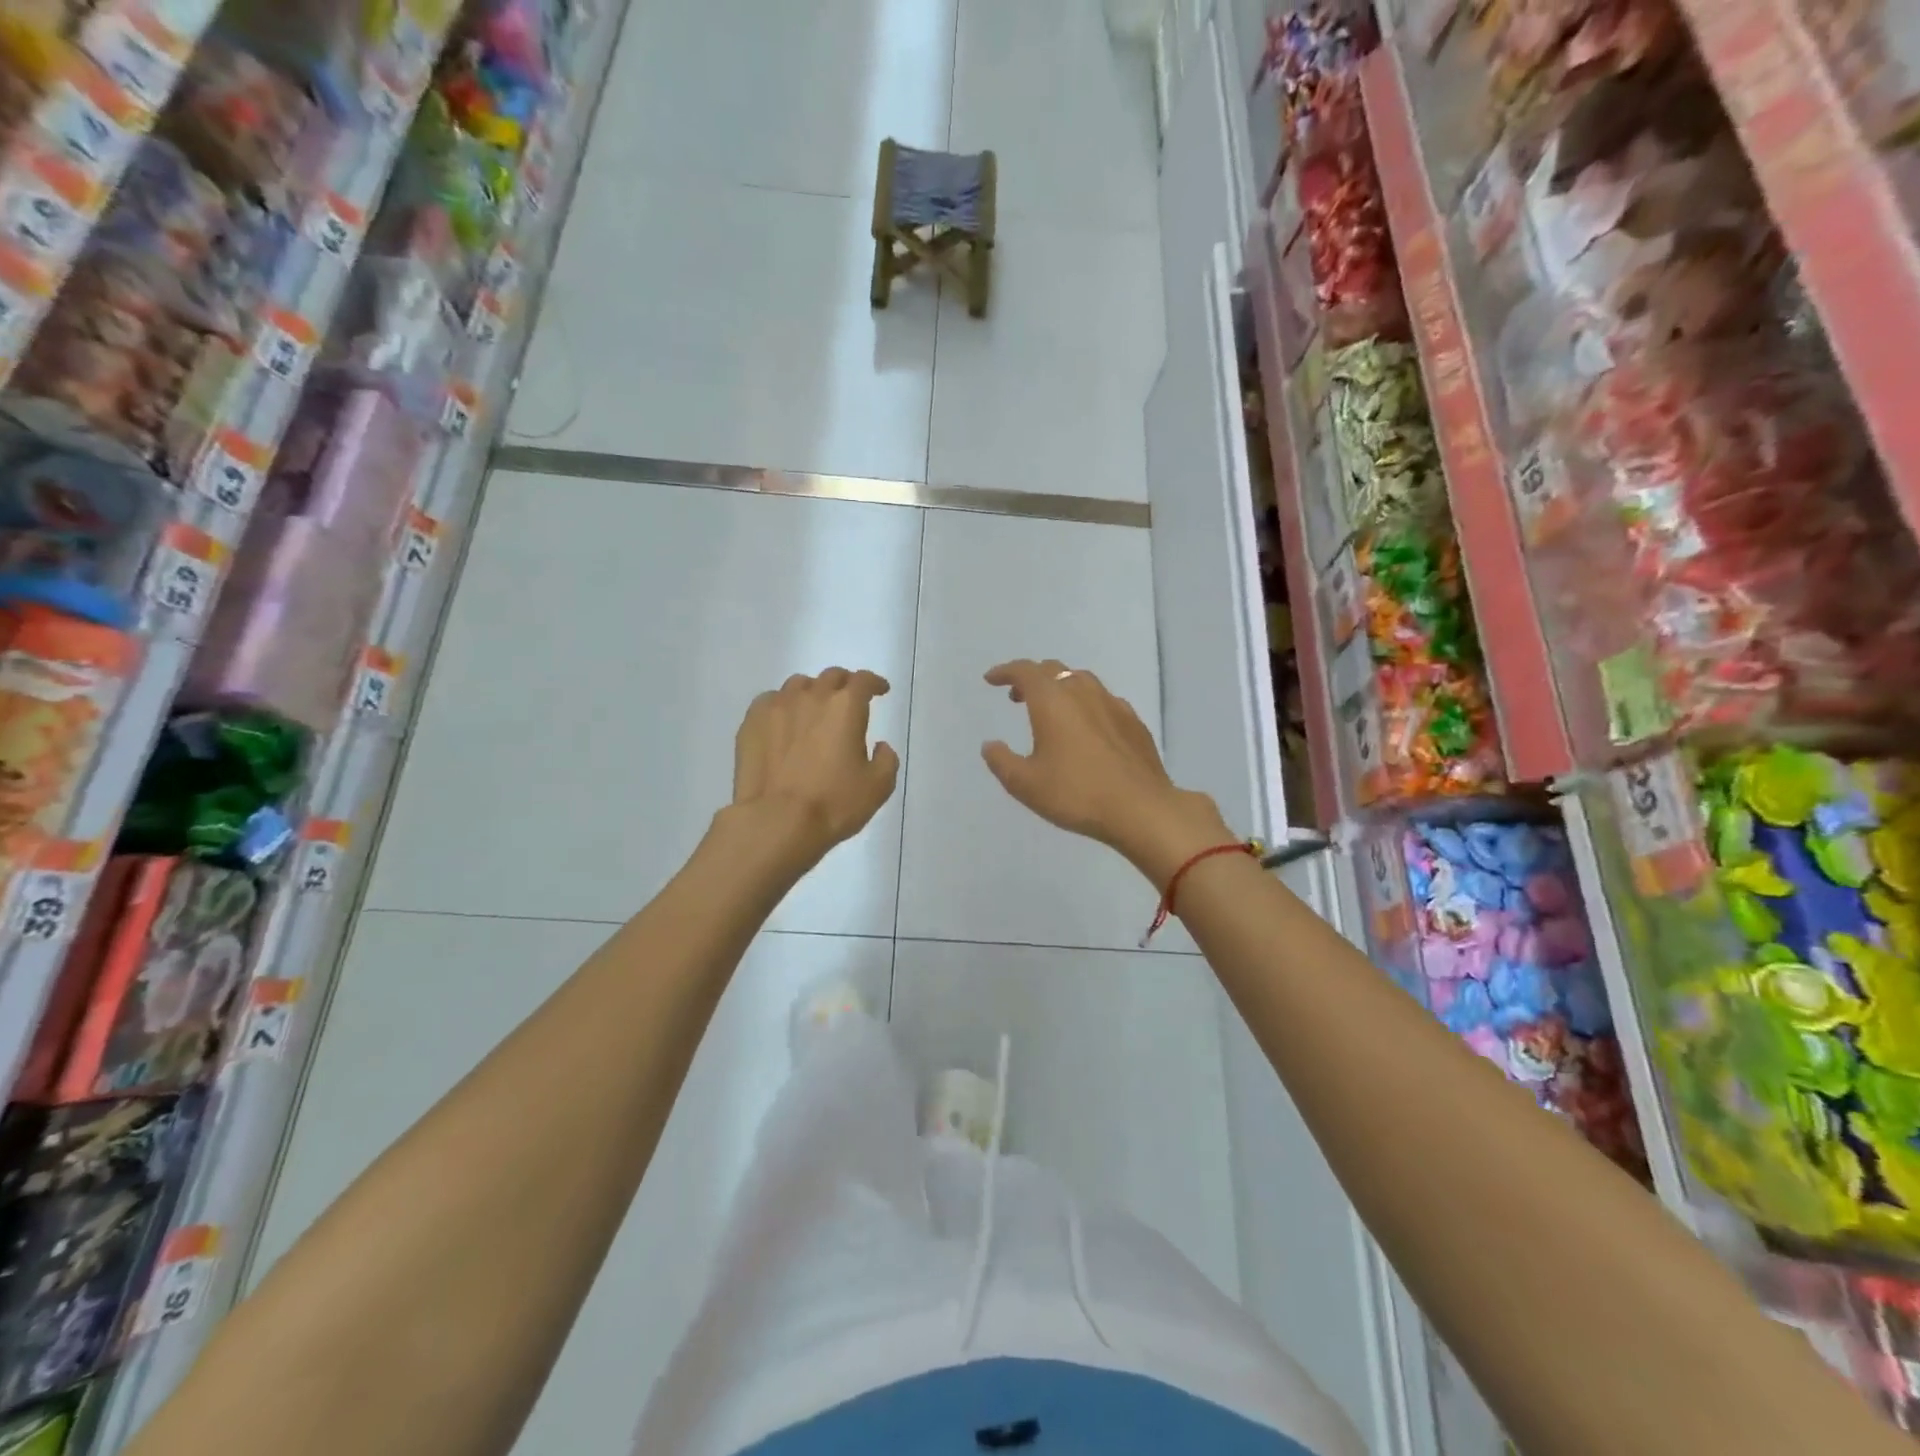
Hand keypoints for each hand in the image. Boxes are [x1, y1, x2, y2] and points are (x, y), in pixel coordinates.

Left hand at [731, 669, 898, 865]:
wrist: (777, 821)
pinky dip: (783, 706)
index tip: (880, 690)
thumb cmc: (833, 804)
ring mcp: (777, 706)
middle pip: (831, 677)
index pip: (864, 681)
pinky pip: (771, 701)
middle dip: (844, 684)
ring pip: (798, 685)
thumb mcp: (878, 787)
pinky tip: (784, 723)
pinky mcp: (752, 722)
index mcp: (846, 706)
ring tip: (814, 710)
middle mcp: (812, 696)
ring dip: (812, 692)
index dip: (875, 683)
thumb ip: (886, 759)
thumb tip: (879, 746)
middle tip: (848, 700)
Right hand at [980, 659, 1232, 887]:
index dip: (1005, 671)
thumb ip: (1002, 761)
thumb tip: (991, 745)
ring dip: (1060, 687)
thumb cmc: (1076, 794)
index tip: (991, 680)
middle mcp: (1082, 692)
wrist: (1141, 808)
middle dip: (1031, 678)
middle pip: (1053, 670)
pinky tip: (1087, 727)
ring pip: (1081, 681)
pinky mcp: (1134, 722)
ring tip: (1052, 710)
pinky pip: (1103, 700)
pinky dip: (1086, 704)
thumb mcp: (1025, 784)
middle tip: (1017, 696)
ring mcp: (1113, 704)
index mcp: (1052, 700)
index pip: (1024, 671)